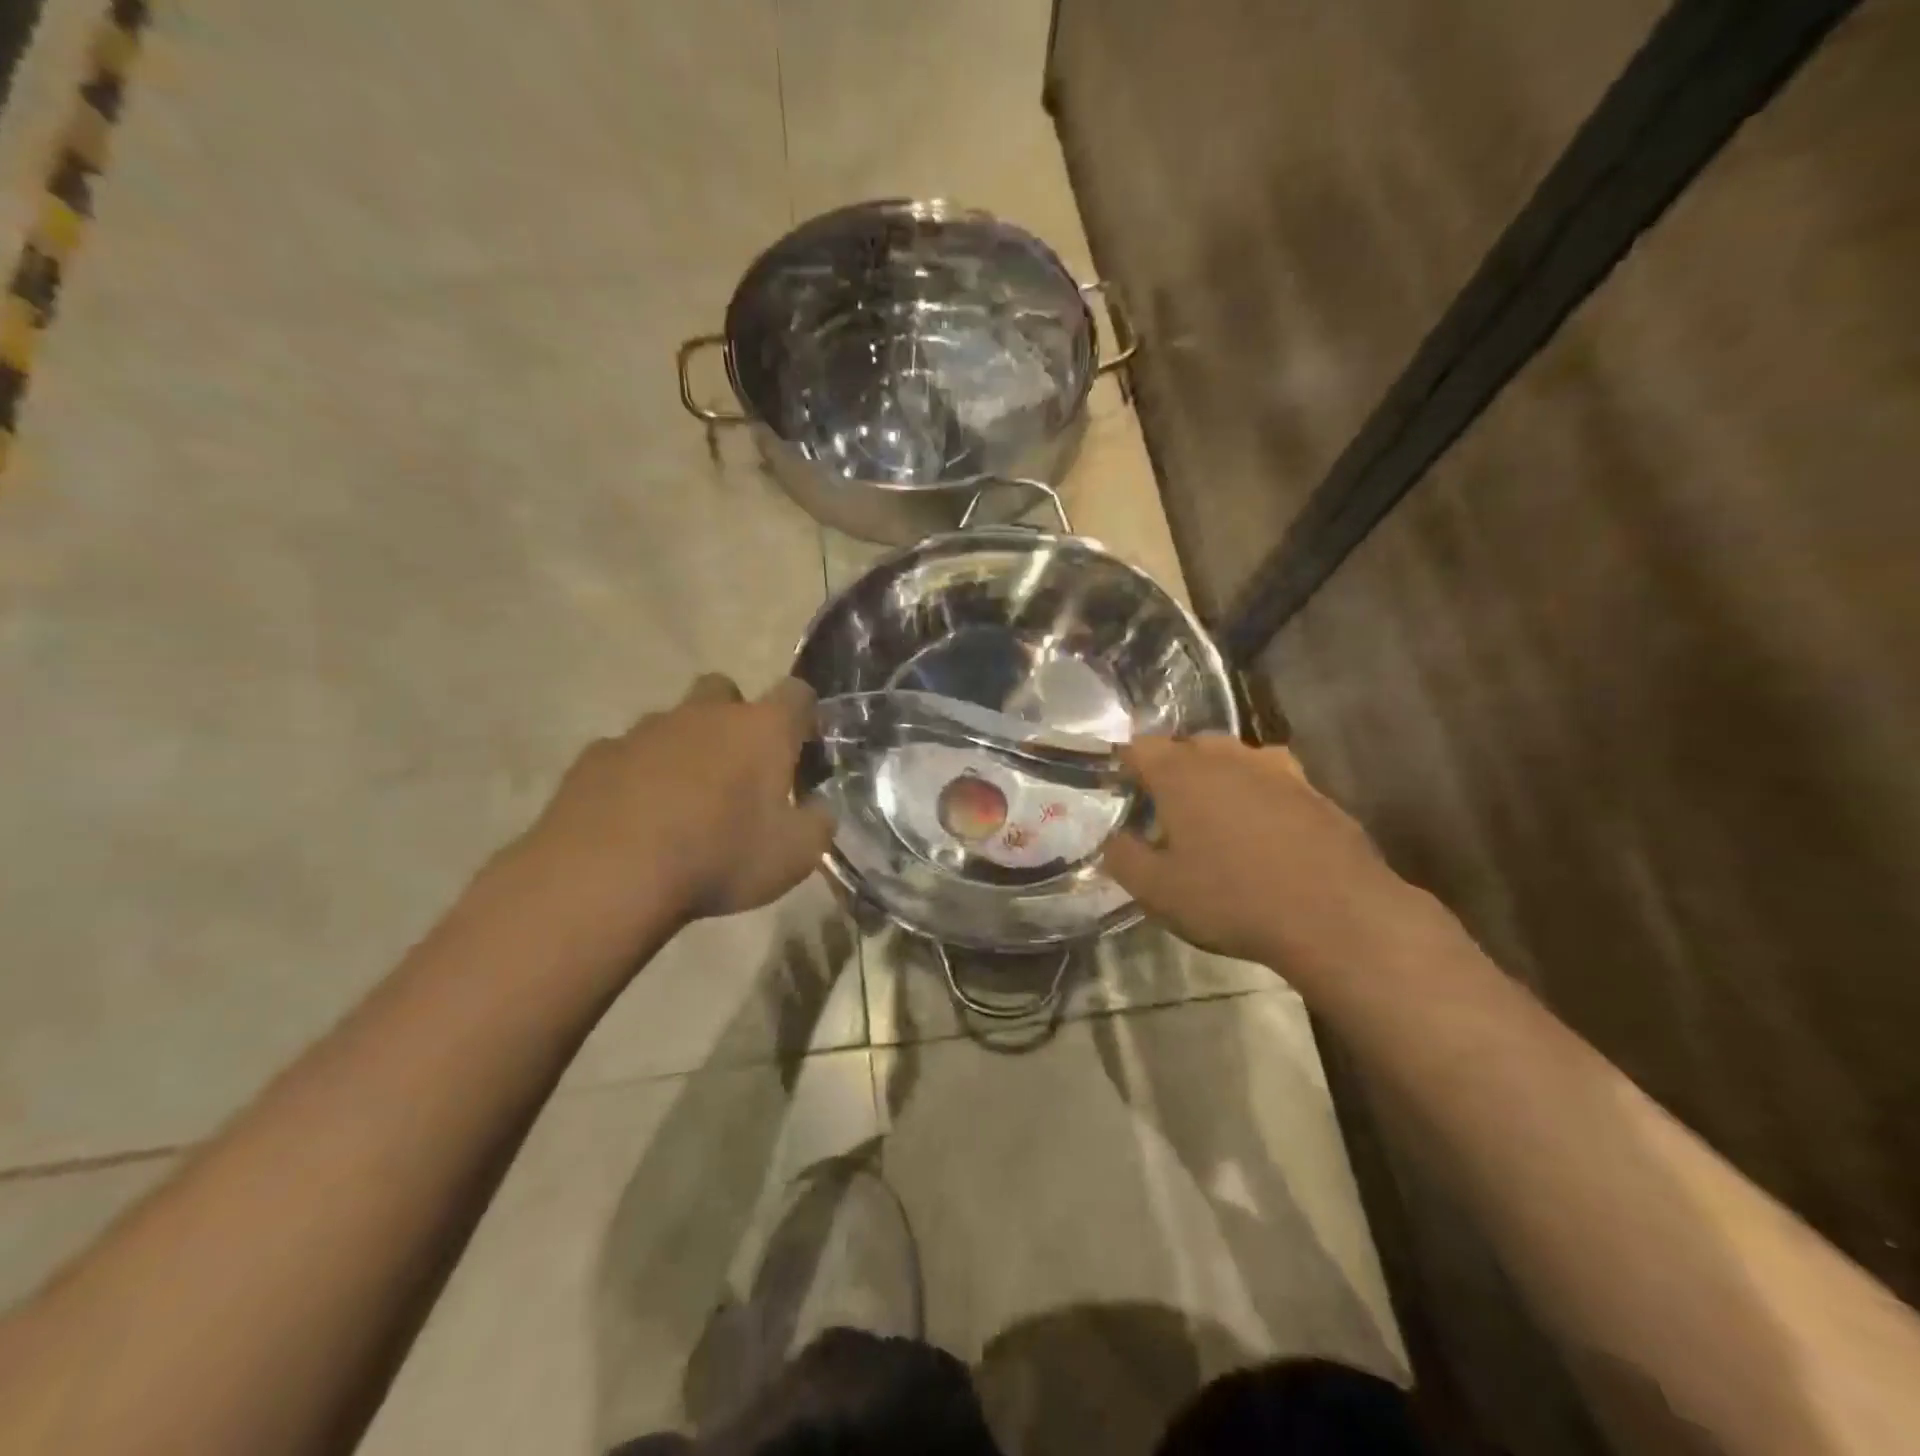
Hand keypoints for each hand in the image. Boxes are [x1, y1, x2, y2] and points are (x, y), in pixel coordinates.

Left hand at [520, 673, 833, 934]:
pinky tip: (635, 815)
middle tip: (737, 766)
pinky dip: (637, 774)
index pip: (796, 694)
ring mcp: (644, 730)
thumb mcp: (796, 855)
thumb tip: (818, 808)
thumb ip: (818, 823)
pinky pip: (626, 753)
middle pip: (724, 690)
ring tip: (682, 800)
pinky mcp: (596, 755)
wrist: (607, 875)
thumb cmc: (719, 857)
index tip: (804, 744)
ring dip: (684, 747)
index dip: (804, 714)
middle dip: (734, 716)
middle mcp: (704, 714)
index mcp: (760, 729)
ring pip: (672, 721)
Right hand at [1102, 736, 1424, 979]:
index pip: (1140, 748)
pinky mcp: (1314, 792)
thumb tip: (1113, 839)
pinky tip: (1262, 830)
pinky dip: (1257, 795)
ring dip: (1217, 777)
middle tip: (1163, 810)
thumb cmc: (1231, 899)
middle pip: (1188, 746)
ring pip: (1234, 759)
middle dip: (1171, 769)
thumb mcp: (1157, 890)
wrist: (1335, 916)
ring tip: (1213, 816)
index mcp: (1181, 773)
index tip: (1119, 789)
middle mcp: (1227, 758)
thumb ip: (1123, 858)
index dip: (1124, 764)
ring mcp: (1277, 770)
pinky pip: (1272, 781)